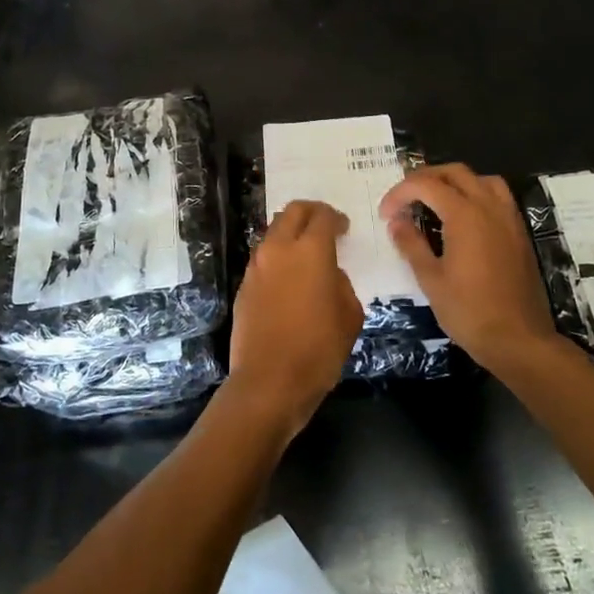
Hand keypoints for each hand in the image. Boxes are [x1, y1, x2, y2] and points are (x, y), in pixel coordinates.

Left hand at [228, 201, 365, 437]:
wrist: (269, 381)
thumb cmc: (318, 350)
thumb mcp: (349, 316)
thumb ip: (341, 284)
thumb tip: (328, 274)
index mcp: (310, 251)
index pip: (322, 216)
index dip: (335, 218)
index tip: (344, 228)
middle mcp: (279, 249)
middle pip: (292, 212)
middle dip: (310, 212)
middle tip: (324, 226)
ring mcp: (257, 265)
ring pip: (273, 231)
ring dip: (290, 232)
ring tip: (306, 250)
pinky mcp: (244, 284)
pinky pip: (263, 256)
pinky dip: (278, 254)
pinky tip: (289, 275)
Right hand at [379, 164, 556, 373]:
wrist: (519, 340)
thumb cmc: (469, 311)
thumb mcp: (430, 279)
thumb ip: (411, 244)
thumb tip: (396, 222)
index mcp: (464, 215)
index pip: (425, 185)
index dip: (400, 193)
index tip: (385, 214)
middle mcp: (489, 207)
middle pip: (454, 172)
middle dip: (425, 178)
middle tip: (405, 199)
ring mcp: (508, 218)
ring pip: (480, 179)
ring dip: (454, 182)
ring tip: (435, 200)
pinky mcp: (519, 233)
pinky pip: (497, 196)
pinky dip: (476, 194)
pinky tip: (464, 218)